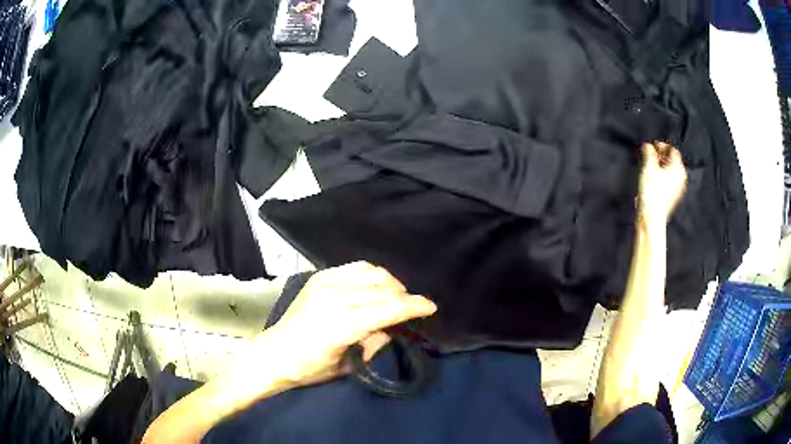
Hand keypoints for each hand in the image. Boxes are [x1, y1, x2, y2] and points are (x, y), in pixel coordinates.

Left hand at [260, 262, 436, 386]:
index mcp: (342, 324)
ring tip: (393, 297)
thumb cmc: (310, 368)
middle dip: (404, 296)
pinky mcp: (319, 276)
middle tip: (411, 309)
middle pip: (384, 287)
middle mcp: (334, 297)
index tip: (431, 307)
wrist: (275, 353)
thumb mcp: (349, 365)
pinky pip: (355, 267)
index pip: (389, 309)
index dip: (414, 306)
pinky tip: (373, 287)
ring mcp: (325, 283)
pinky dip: (371, 275)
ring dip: (389, 283)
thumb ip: (375, 343)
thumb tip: (393, 326)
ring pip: (372, 272)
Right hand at [637, 142, 687, 228]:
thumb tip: (647, 146)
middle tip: (649, 155)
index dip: (661, 145)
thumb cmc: (652, 191)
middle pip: (672, 161)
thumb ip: (648, 151)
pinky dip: (661, 176)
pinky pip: (668, 181)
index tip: (651, 146)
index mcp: (679, 168)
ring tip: (649, 166)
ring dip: (660, 166)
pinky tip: (652, 178)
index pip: (672, 150)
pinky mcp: (673, 197)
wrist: (652, 217)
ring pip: (670, 171)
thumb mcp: (648, 166)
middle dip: (661, 156)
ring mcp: (678, 189)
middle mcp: (681, 178)